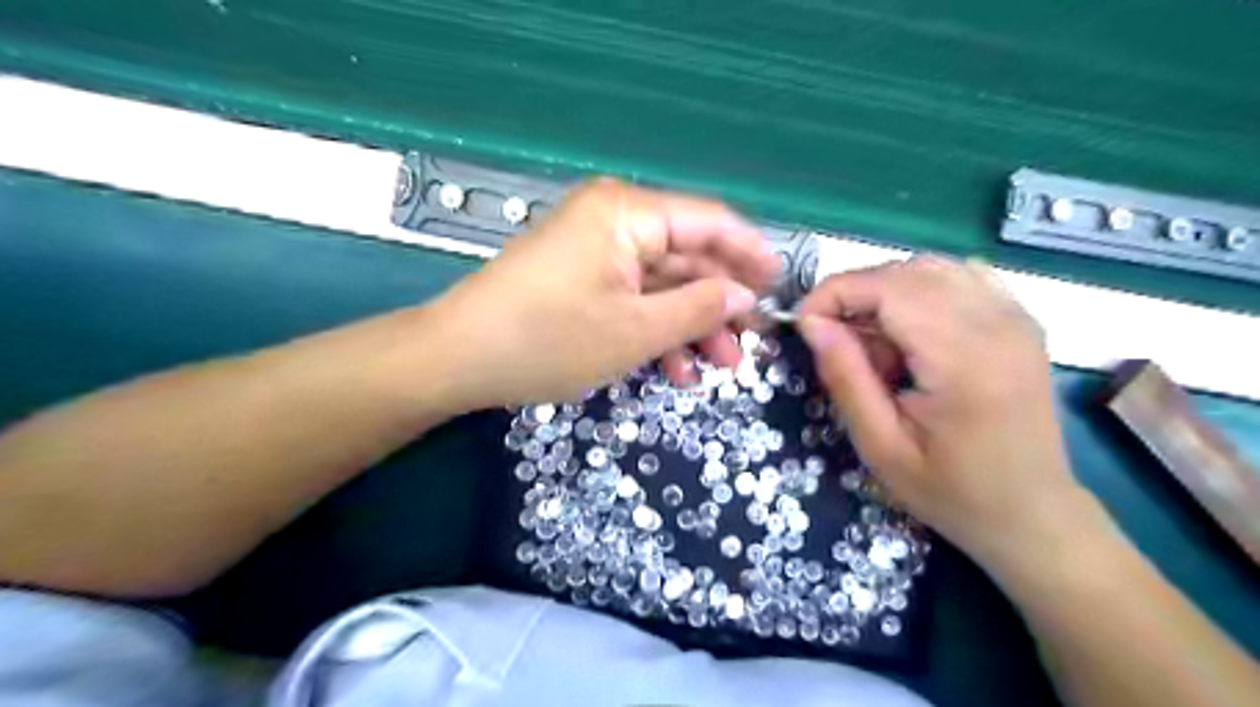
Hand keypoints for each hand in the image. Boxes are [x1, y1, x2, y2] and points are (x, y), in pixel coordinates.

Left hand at [434, 178, 778, 408]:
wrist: (457, 359)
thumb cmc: (547, 339)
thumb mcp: (633, 331)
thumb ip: (697, 309)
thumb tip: (743, 295)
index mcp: (628, 213)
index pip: (709, 222)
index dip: (750, 254)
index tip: (781, 287)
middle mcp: (614, 219)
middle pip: (687, 256)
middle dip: (719, 304)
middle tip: (749, 346)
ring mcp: (596, 250)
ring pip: (662, 283)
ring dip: (691, 324)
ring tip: (719, 367)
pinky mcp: (582, 278)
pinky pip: (633, 297)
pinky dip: (656, 329)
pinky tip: (675, 368)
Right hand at [801, 256, 1086, 566]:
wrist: (1031, 513)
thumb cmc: (951, 491)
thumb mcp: (880, 446)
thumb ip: (845, 377)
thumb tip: (811, 322)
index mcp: (964, 359)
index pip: (888, 288)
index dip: (835, 293)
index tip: (803, 324)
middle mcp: (997, 323)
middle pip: (907, 271)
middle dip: (855, 294)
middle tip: (834, 340)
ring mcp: (1016, 317)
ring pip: (931, 268)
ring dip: (885, 292)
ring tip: (872, 340)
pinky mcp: (1019, 320)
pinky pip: (959, 277)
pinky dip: (919, 290)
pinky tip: (909, 329)